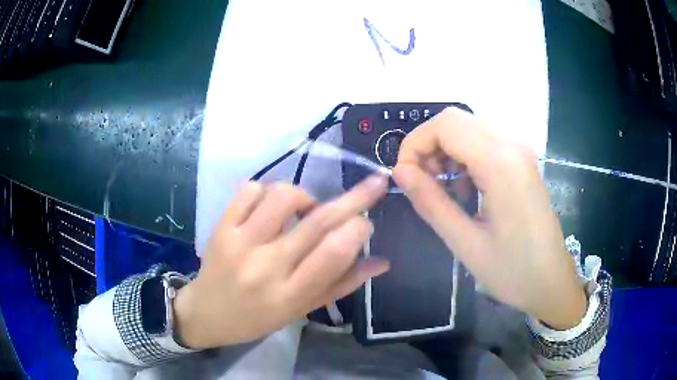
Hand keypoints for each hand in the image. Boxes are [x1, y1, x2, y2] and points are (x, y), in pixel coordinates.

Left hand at [174, 177, 389, 348]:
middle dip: (354, 198)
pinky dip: (267, 191)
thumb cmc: (257, 318)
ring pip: (283, 196)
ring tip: (305, 210)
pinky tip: (270, 209)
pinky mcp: (221, 227)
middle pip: (316, 222)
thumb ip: (341, 285)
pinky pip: (249, 190)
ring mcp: (240, 242)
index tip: (367, 221)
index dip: (357, 230)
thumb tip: (380, 261)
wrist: (206, 313)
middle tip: (374, 184)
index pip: (332, 255)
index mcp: (290, 295)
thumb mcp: (301, 310)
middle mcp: (266, 266)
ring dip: (305, 196)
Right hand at [393, 107, 585, 329]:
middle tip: (423, 184)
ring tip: (444, 191)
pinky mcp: (522, 162)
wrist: (551, 281)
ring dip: (446, 152)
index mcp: (500, 163)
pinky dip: (464, 158)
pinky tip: (467, 191)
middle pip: (456, 120)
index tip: (405, 178)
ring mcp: (520, 152)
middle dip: (428, 146)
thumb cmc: (512, 271)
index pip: (445, 125)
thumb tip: (399, 172)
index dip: (415, 144)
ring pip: (469, 129)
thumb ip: (431, 202)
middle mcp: (512, 146)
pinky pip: (484, 144)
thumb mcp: (465, 243)